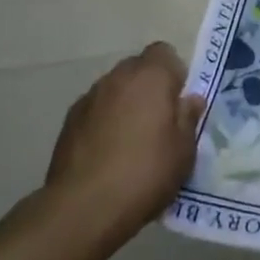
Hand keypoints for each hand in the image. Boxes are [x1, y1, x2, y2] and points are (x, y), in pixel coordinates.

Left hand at [43, 43, 203, 249]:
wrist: (83, 207)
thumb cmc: (145, 173)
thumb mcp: (183, 151)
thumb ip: (188, 118)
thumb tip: (190, 99)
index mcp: (150, 76)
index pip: (164, 52)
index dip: (173, 73)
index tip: (178, 102)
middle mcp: (118, 77)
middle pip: (138, 69)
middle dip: (149, 88)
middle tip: (158, 123)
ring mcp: (89, 97)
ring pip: (115, 90)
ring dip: (125, 105)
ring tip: (130, 142)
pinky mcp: (69, 121)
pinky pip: (95, 110)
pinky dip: (103, 122)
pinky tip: (107, 154)